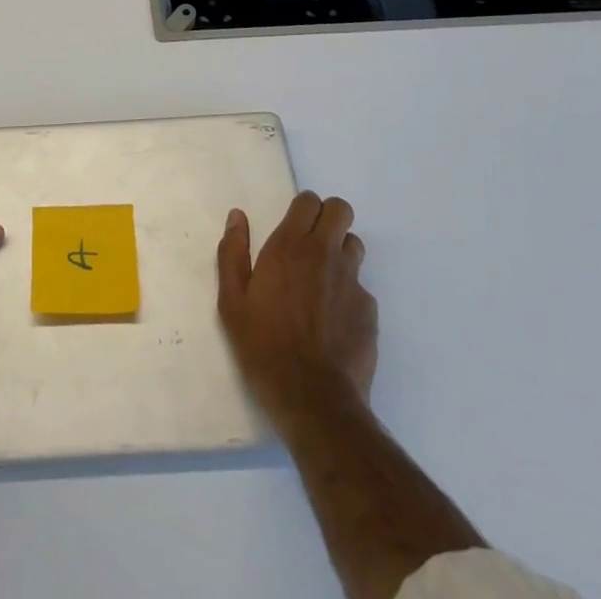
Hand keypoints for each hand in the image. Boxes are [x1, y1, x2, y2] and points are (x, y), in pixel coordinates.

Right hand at [217, 191, 377, 423]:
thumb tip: (237, 217)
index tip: (292, 225)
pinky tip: (333, 319)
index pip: (309, 201)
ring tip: (323, 280)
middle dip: (328, 217)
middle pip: (341, 210)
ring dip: (340, 252)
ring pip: (354, 245)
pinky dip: (348, 292)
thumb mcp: (232, 301)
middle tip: (312, 242)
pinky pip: (361, 286)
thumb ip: (233, 252)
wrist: (313, 399)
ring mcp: (352, 281)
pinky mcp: (369, 310)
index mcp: (289, 246)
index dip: (303, 207)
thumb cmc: (264, 346)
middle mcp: (325, 254)